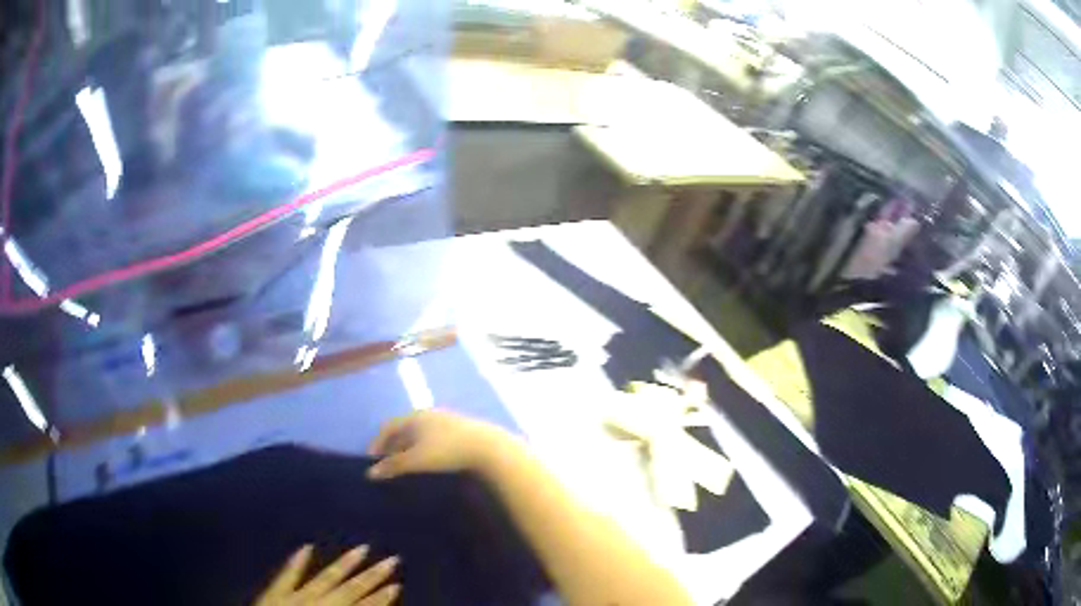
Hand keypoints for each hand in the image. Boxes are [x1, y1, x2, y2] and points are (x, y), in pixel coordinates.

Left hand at [255, 545, 399, 605]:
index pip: (359, 603)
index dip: (381, 596)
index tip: (398, 582)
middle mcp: (314, 601)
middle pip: (348, 588)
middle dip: (371, 576)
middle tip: (392, 558)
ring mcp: (293, 595)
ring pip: (323, 578)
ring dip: (343, 564)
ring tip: (362, 547)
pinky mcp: (275, 592)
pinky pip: (287, 575)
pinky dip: (297, 562)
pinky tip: (306, 546)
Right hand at [366, 411, 512, 479]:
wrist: (488, 448)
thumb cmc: (446, 452)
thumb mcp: (416, 461)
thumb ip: (392, 467)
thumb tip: (370, 474)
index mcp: (413, 417)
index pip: (387, 427)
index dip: (377, 444)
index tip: (373, 461)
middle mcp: (427, 414)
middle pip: (403, 429)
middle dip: (393, 446)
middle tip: (388, 465)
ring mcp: (446, 420)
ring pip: (420, 434)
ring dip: (409, 448)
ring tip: (407, 466)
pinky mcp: (461, 429)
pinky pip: (435, 437)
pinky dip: (425, 449)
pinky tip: (431, 462)